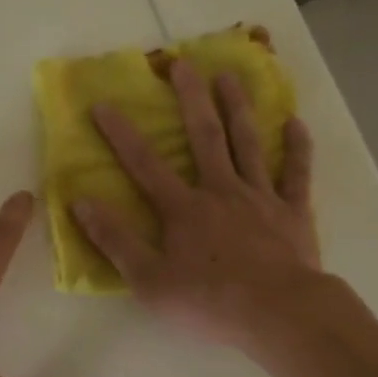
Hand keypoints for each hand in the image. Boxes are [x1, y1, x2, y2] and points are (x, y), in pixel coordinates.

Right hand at [73, 58, 320, 347]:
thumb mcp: (148, 280)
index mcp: (183, 208)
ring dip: (238, 108)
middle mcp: (221, 191)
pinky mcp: (293, 212)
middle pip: (204, 136)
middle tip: (183, 63)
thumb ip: (115, 240)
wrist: (277, 313)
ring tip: (230, 77)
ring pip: (247, 143)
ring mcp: (260, 197)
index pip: (144, 164)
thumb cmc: (209, 301)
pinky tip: (295, 123)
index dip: (121, 134)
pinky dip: (296, 148)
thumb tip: (81, 203)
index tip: (103, 104)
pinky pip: (296, 173)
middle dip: (191, 98)